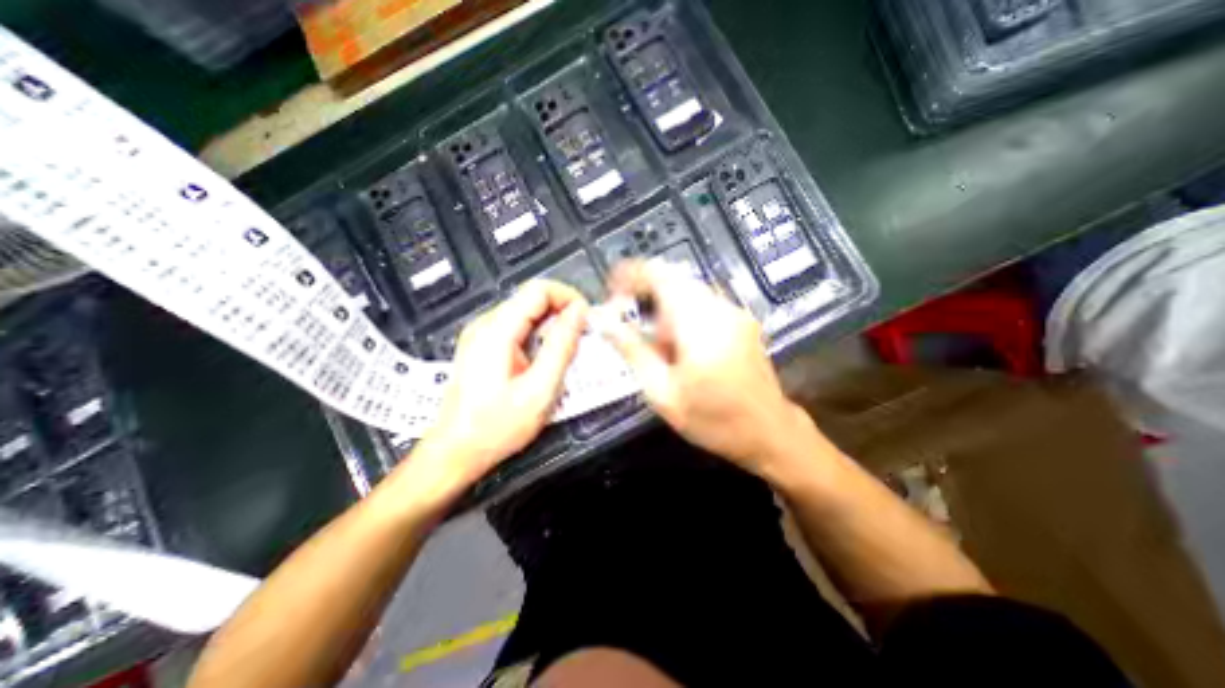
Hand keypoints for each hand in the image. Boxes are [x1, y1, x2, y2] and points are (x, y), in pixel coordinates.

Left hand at [419, 279, 590, 488]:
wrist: (455, 451)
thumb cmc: (497, 426)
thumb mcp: (540, 389)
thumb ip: (561, 346)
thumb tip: (579, 312)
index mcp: (497, 330)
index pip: (539, 290)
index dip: (569, 297)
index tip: (587, 319)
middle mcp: (486, 325)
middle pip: (532, 298)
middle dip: (563, 312)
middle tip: (583, 337)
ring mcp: (481, 335)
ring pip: (527, 313)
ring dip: (552, 325)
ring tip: (568, 350)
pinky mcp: (483, 347)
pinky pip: (517, 328)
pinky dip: (538, 335)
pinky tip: (546, 358)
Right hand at [601, 259, 812, 471]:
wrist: (770, 433)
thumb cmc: (713, 420)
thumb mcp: (663, 393)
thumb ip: (632, 350)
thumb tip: (602, 320)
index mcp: (699, 324)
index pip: (659, 275)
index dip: (630, 275)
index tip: (611, 292)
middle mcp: (719, 307)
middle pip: (672, 279)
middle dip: (644, 294)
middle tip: (628, 323)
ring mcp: (734, 311)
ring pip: (687, 289)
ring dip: (663, 305)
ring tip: (656, 343)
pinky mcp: (740, 319)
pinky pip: (702, 301)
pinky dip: (681, 313)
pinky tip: (679, 346)